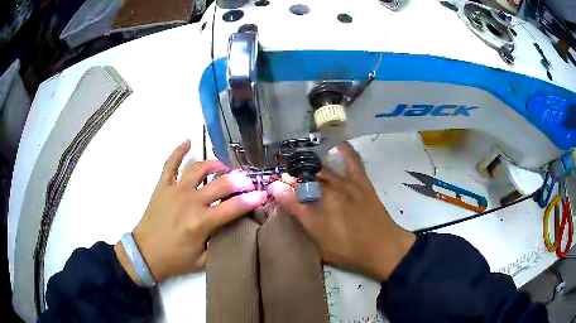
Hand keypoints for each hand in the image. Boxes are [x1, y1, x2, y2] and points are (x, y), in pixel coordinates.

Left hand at [115, 139, 267, 284]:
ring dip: (215, 164)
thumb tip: (235, 230)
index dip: (253, 199)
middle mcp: (190, 201)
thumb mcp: (203, 261)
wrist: (146, 254)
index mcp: (202, 222)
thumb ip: (220, 245)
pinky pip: (170, 164)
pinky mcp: (162, 187)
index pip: (234, 206)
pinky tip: (188, 142)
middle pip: (221, 183)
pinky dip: (178, 151)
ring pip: (198, 168)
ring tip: (224, 168)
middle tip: (248, 181)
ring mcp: (175, 190)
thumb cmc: (175, 259)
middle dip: (240, 180)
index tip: (263, 195)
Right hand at [268, 142, 414, 279]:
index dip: (281, 188)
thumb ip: (298, 212)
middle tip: (284, 177)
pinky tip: (336, 144)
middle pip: (306, 177)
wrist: (382, 247)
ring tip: (299, 161)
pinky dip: (344, 150)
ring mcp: (347, 183)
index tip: (274, 186)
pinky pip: (352, 161)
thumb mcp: (318, 237)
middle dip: (292, 176)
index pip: (293, 191)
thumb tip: (277, 190)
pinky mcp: (361, 181)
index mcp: (319, 204)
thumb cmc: (348, 249)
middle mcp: (331, 189)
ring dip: (309, 164)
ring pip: (323, 169)